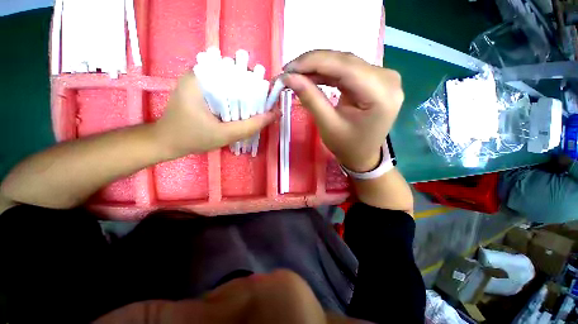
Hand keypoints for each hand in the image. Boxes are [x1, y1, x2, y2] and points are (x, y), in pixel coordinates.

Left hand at [153, 73, 279, 157]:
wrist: (167, 142)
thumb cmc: (192, 138)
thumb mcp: (225, 134)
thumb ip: (251, 125)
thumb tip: (276, 114)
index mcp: (201, 77)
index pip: (238, 70)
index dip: (255, 84)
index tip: (264, 100)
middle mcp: (200, 73)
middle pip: (235, 76)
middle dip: (251, 92)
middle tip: (259, 109)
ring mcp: (199, 80)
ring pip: (231, 84)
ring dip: (244, 96)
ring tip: (251, 111)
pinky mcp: (200, 89)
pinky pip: (224, 90)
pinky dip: (235, 99)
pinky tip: (239, 111)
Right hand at [283, 50, 403, 172]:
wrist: (363, 156)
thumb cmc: (348, 146)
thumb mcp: (328, 125)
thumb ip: (311, 99)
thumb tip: (289, 78)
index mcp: (381, 93)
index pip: (344, 65)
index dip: (313, 62)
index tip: (288, 68)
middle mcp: (387, 78)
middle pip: (345, 61)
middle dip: (313, 64)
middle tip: (289, 72)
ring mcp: (382, 77)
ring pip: (344, 63)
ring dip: (318, 67)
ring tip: (297, 74)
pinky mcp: (374, 80)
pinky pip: (347, 70)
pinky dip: (327, 73)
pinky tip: (311, 76)